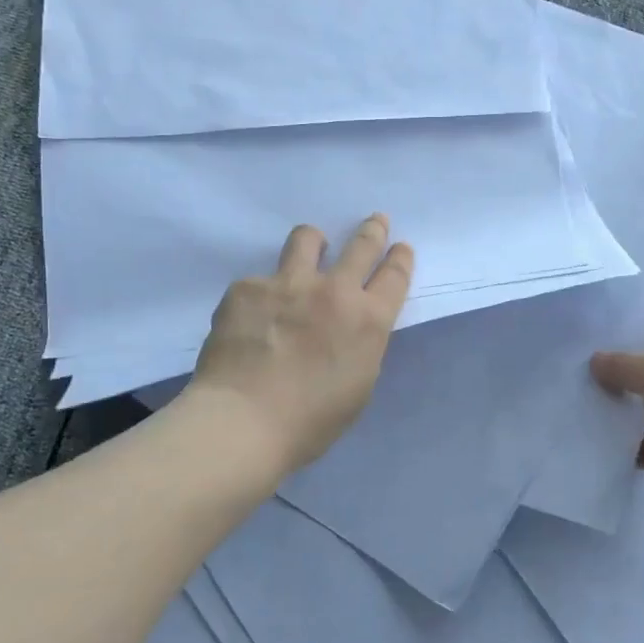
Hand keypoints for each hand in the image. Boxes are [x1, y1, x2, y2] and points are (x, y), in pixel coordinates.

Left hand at [188, 215, 413, 474]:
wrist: (243, 421)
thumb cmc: (310, 421)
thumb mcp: (358, 386)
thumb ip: (361, 346)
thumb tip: (350, 330)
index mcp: (369, 320)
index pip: (395, 276)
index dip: (400, 258)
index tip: (400, 247)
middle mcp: (334, 291)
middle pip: (361, 245)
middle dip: (373, 230)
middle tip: (376, 221)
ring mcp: (288, 284)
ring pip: (307, 239)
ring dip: (314, 241)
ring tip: (311, 247)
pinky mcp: (247, 288)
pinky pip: (259, 281)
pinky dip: (262, 294)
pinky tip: (251, 319)